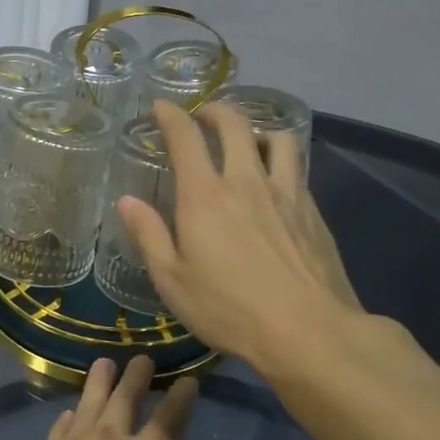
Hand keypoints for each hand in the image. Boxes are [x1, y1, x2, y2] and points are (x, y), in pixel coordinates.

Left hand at [0, 357, 219, 439]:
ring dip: (98, 382)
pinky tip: (68, 417)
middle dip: (137, 375)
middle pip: (124, 396)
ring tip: (102, 365)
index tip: (188, 381)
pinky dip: (67, 420)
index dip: (182, 397)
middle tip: (141, 359)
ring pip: (87, 402)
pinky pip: (57, 431)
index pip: (171, 416)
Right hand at [117, 99, 377, 375]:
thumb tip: (127, 202)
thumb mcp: (172, 280)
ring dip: (257, 131)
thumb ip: (148, 235)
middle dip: (215, 110)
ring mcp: (286, 192)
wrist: (308, 332)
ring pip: (277, 138)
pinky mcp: (313, 210)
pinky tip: (275, 183)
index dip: (171, 115)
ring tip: (248, 144)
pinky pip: (297, 168)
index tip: (162, 107)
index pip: (186, 137)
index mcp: (205, 195)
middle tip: (204, 116)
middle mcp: (246, 181)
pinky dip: (281, 161)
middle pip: (235, 123)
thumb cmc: (229, 309)